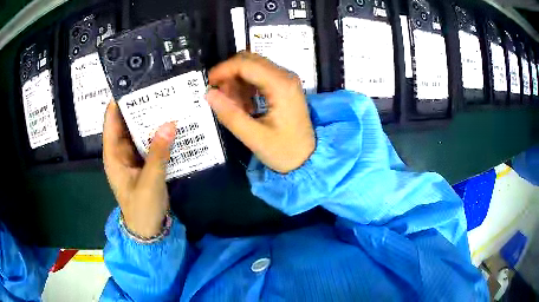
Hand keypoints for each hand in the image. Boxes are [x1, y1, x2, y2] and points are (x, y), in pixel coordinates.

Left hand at [103, 101, 175, 237]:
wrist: (148, 230)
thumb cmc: (142, 209)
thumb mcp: (150, 182)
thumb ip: (158, 153)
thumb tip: (169, 123)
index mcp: (113, 155)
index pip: (111, 120)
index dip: (118, 101)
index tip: (134, 82)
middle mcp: (120, 152)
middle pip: (126, 122)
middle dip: (138, 106)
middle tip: (156, 88)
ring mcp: (132, 157)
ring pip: (138, 132)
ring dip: (149, 119)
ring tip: (165, 100)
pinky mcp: (143, 163)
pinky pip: (148, 142)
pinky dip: (157, 133)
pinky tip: (170, 124)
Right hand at [206, 52, 315, 173]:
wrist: (308, 159)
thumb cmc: (284, 151)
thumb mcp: (254, 137)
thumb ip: (230, 115)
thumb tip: (209, 93)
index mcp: (281, 85)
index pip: (246, 64)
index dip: (223, 70)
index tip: (208, 85)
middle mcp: (285, 76)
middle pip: (249, 61)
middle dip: (230, 75)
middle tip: (221, 98)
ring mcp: (286, 80)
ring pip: (253, 67)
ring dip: (237, 82)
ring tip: (234, 107)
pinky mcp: (284, 87)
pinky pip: (259, 77)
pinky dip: (246, 87)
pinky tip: (245, 106)